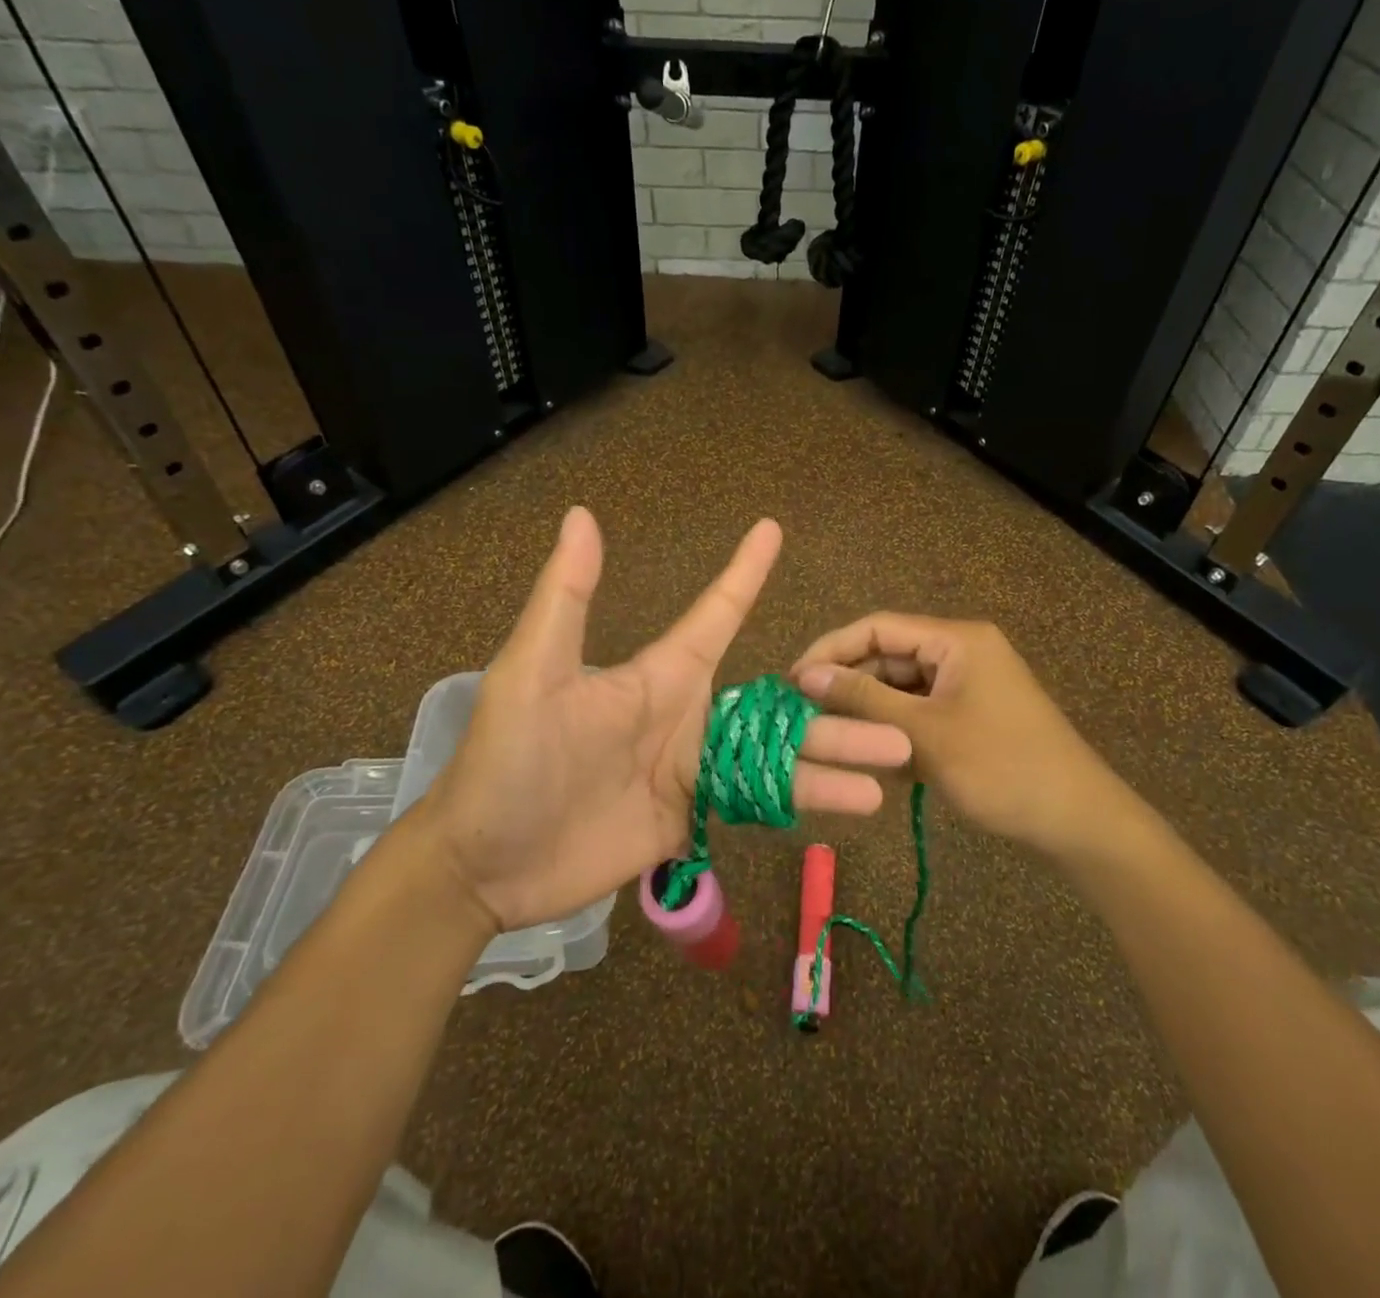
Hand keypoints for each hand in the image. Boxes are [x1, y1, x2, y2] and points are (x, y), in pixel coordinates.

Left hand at [402, 510, 912, 931]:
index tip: (772, 531)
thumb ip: (566, 599)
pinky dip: (805, 803)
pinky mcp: (691, 817)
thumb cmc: (507, 760)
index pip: (715, 616)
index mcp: (659, 676)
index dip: (744, 574)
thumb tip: (583, 514)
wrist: (484, 863)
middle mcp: (687, 716)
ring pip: (779, 759)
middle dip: (834, 708)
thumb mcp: (533, 673)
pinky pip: (758, 803)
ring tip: (893, 766)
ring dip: (835, 761)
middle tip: (895, 716)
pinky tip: (851, 809)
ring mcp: (693, 769)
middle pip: (776, 706)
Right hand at [792, 614, 1131, 862]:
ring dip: (869, 712)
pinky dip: (894, 731)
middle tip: (805, 717)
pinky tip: (871, 758)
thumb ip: (862, 699)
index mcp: (955, 640)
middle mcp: (960, 651)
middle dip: (849, 685)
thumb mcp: (923, 734)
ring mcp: (967, 684)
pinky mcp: (969, 714)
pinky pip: (920, 711)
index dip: (831, 649)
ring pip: (901, 688)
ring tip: (832, 741)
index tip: (792, 681)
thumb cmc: (1001, 768)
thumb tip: (806, 675)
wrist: (1077, 822)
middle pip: (887, 657)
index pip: (877, 627)